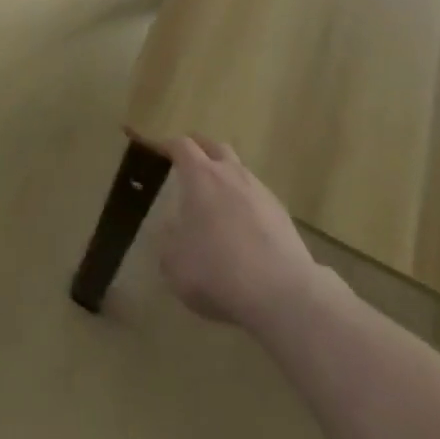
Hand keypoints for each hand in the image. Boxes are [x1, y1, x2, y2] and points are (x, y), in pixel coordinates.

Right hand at [159, 136, 334, 330]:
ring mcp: (260, 191)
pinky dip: (245, 202)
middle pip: (214, 146)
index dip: (166, 145)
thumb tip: (172, 230)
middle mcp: (230, 174)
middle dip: (199, 149)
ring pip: (239, 170)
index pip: (181, 146)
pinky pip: (257, 196)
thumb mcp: (175, 264)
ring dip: (225, 176)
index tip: (157, 150)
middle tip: (187, 163)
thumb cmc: (219, 272)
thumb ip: (168, 241)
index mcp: (200, 176)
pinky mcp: (281, 214)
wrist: (283, 293)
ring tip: (216, 198)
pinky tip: (243, 227)